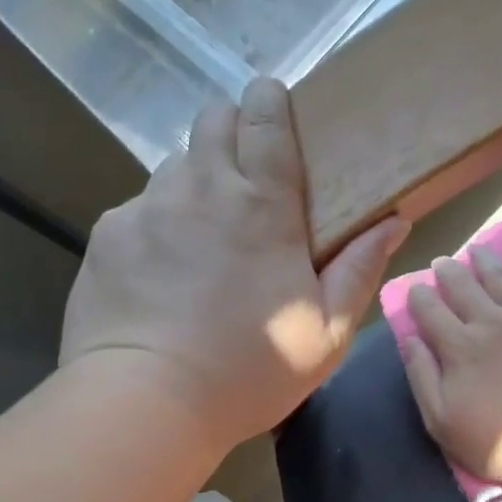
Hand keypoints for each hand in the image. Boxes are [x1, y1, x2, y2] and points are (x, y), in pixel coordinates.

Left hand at [62, 78, 407, 453]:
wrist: (147, 401)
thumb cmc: (248, 372)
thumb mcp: (326, 334)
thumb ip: (359, 271)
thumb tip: (393, 221)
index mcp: (263, 207)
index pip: (265, 119)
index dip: (269, 100)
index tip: (272, 103)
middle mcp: (202, 189)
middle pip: (212, 119)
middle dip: (230, 128)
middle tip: (242, 173)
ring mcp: (148, 207)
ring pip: (174, 164)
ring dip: (193, 180)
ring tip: (199, 230)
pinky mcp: (108, 234)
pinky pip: (137, 209)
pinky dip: (154, 225)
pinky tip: (158, 271)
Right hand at [399, 248, 501, 494]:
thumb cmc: (497, 442)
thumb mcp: (441, 421)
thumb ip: (422, 377)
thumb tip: (409, 339)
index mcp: (457, 347)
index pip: (429, 310)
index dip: (418, 296)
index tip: (415, 290)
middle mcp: (489, 322)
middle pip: (462, 286)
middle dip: (447, 271)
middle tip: (442, 263)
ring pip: (499, 277)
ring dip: (483, 260)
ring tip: (476, 250)